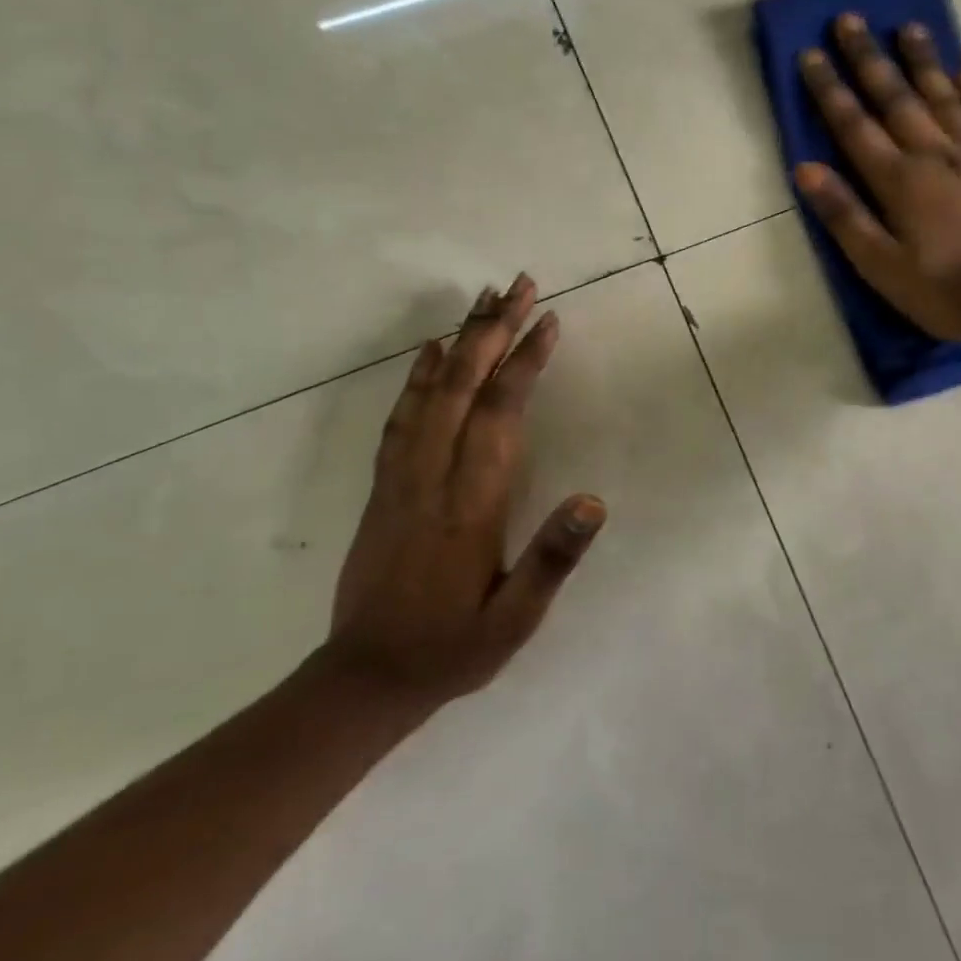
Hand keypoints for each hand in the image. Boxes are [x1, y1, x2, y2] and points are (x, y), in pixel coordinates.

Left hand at [327, 273, 605, 710]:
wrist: (366, 677)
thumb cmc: (453, 646)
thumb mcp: (515, 620)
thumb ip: (552, 558)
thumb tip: (595, 500)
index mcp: (472, 500)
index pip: (502, 411)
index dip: (526, 360)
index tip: (548, 319)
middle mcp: (434, 473)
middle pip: (465, 383)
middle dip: (495, 328)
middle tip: (521, 283)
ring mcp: (402, 474)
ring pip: (433, 390)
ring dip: (460, 339)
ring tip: (483, 298)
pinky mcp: (383, 483)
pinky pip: (401, 416)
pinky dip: (418, 376)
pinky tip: (431, 351)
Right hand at [794, 12, 960, 346]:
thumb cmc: (944, 290)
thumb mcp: (881, 265)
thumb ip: (844, 215)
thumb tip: (805, 169)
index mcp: (898, 180)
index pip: (854, 125)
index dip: (829, 89)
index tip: (811, 53)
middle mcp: (933, 153)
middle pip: (895, 97)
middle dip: (868, 58)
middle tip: (849, 19)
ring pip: (941, 95)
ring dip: (921, 60)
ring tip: (907, 27)